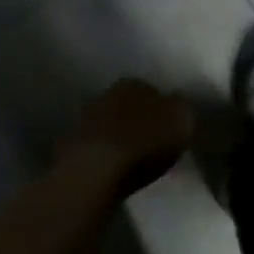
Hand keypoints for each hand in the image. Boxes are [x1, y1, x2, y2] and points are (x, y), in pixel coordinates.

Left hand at [58, 78, 194, 195]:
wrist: (94, 171)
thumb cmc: (145, 142)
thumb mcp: (182, 122)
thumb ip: (183, 109)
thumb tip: (179, 104)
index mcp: (136, 83)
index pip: (154, 90)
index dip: (163, 110)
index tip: (170, 129)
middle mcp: (108, 93)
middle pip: (130, 106)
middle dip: (140, 121)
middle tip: (153, 143)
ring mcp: (85, 119)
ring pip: (110, 124)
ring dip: (120, 137)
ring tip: (133, 160)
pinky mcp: (70, 146)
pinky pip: (95, 147)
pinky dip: (104, 155)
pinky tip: (112, 170)